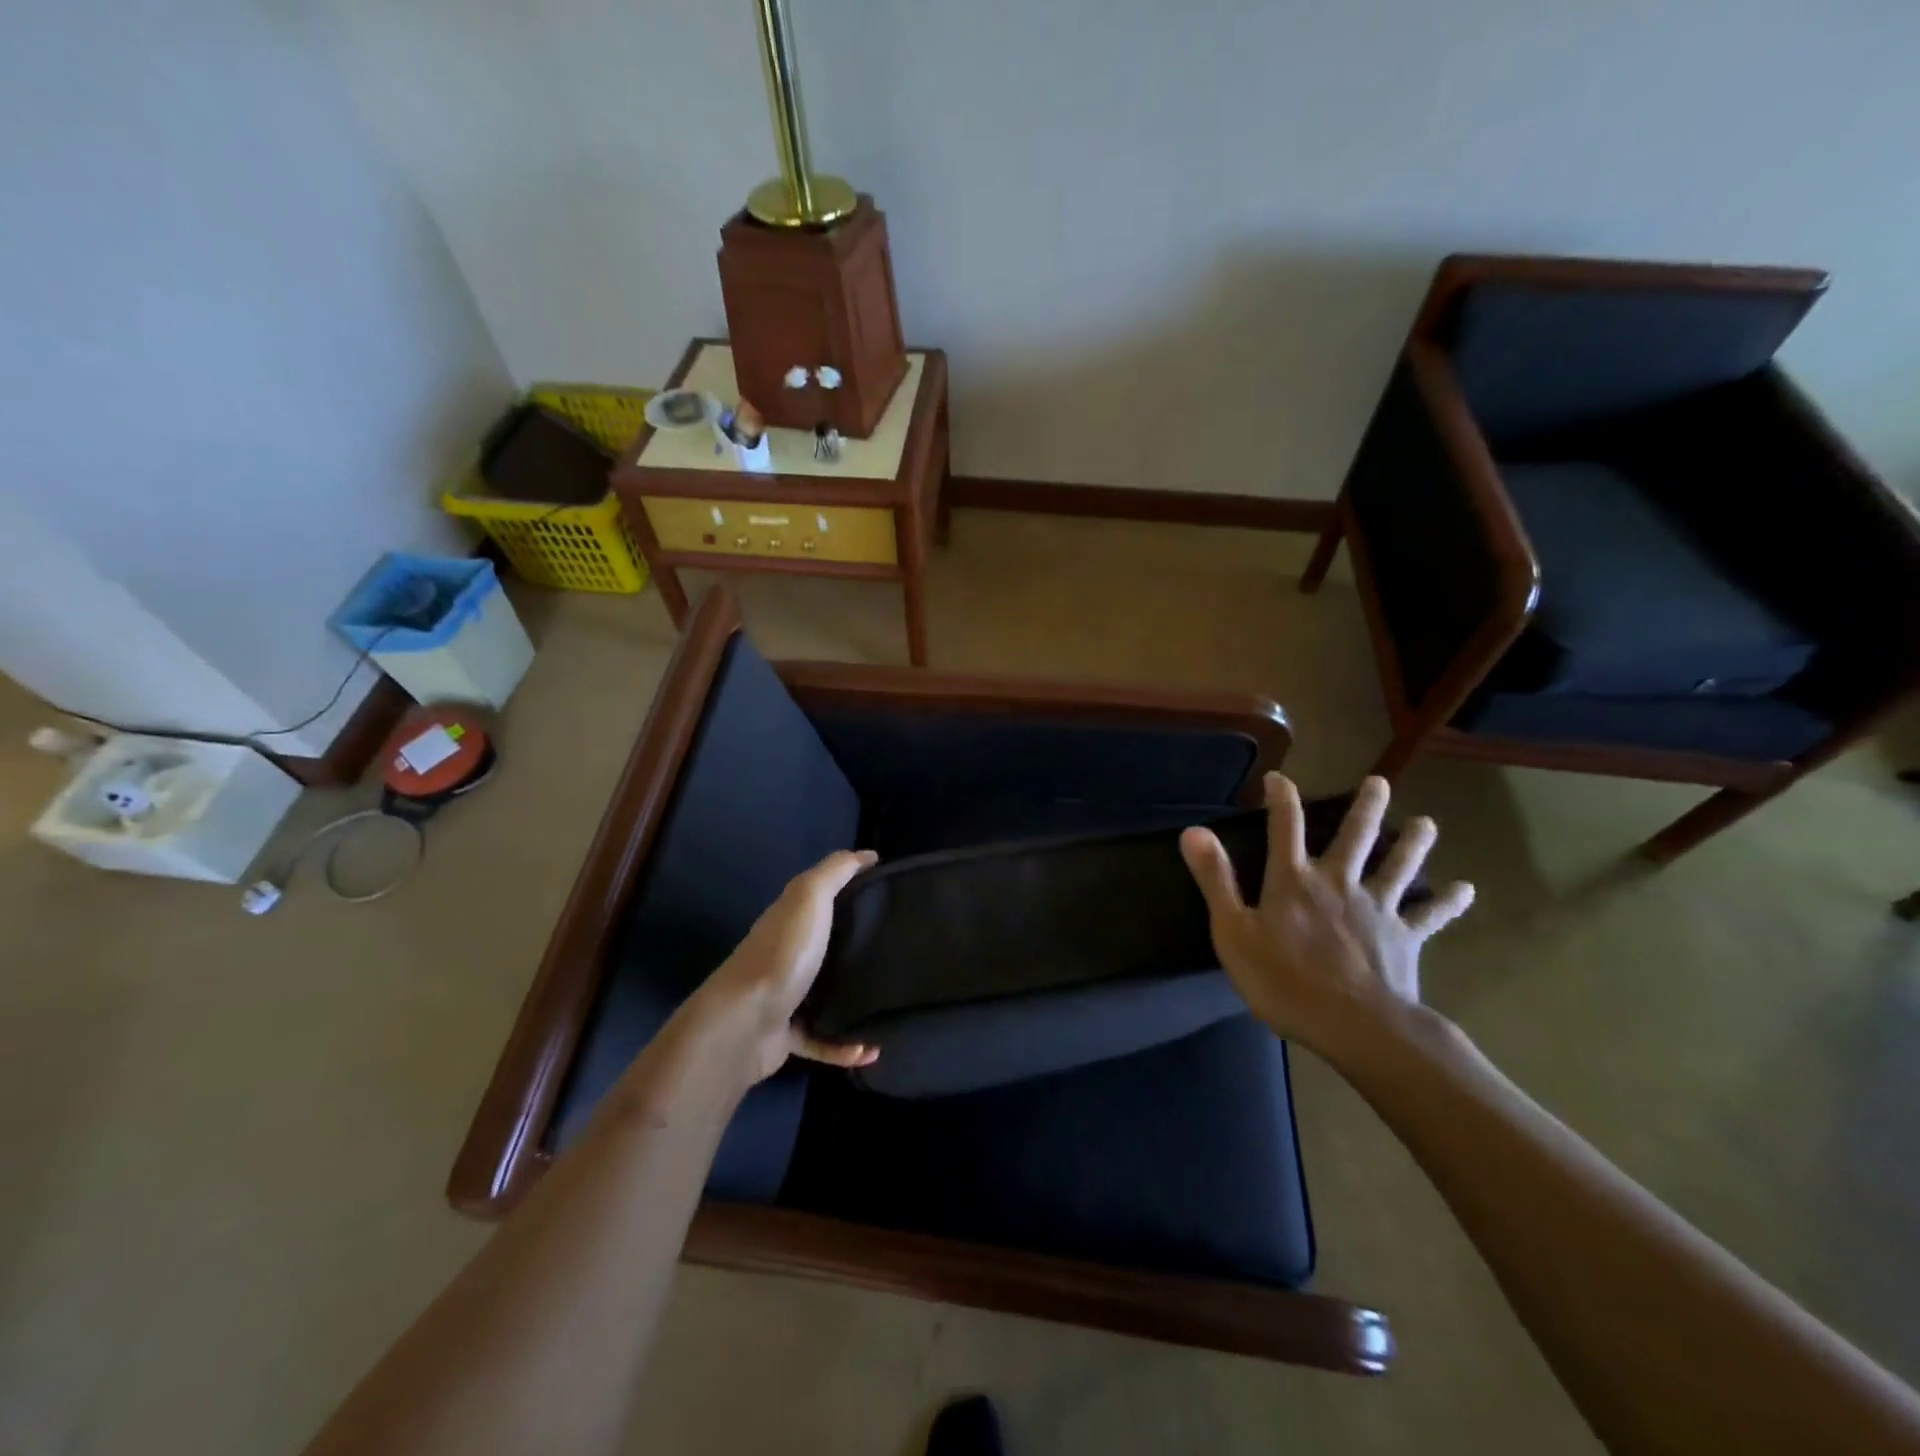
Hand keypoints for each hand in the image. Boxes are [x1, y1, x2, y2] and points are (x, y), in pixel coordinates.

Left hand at [676, 849, 881, 1086]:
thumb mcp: (810, 896)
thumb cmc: (782, 953)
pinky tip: (871, 1049)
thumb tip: (868, 855)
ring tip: (890, 1002)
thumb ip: (836, 871)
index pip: (823, 898)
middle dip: (857, 947)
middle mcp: (786, 955)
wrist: (743, 1023)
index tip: (889, 895)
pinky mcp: (786, 1037)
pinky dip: (846, 1045)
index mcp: (791, 919)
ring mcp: (784, 997)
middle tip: (899, 950)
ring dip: (854, 1000)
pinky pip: (823, 1040)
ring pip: (825, 994)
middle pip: (826, 946)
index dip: (852, 891)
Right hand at [1179, 774, 1474, 1049]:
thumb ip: (1216, 879)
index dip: (1280, 799)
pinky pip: (1430, 915)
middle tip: (1379, 782)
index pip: (1284, 827)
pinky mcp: (1404, 937)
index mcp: (1294, 880)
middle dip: (1366, 807)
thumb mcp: (1234, 931)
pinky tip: (1464, 889)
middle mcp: (1338, 883)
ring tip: (1428, 823)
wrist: (1355, 1026)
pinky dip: (1447, 901)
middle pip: (1355, 837)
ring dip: (1414, 843)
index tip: (1278, 779)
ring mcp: (1377, 908)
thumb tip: (1193, 831)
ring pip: (1398, 867)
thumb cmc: (1284, 980)